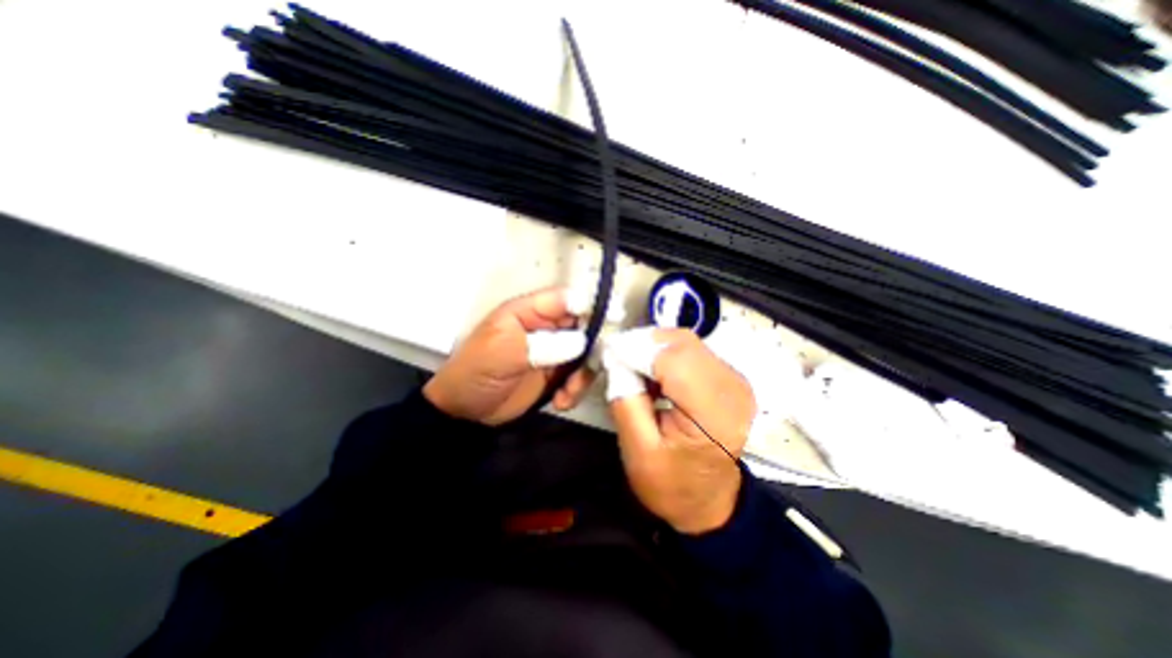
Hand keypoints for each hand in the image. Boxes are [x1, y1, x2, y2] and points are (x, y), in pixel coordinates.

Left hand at [423, 287, 595, 425]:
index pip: (565, 299)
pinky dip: (576, 389)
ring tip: (568, 392)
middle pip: (584, 326)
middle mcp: (546, 327)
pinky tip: (561, 401)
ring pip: (586, 353)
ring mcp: (554, 351)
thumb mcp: (504, 352)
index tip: (612, 319)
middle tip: (590, 367)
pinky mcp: (556, 373)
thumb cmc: (476, 372)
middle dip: (592, 347)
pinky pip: (579, 376)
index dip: (589, 306)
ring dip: (583, 374)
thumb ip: (543, 344)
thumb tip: (582, 341)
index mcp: (529, 312)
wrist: (466, 412)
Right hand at [604, 330, 760, 535]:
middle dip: (643, 344)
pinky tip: (652, 372)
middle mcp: (733, 388)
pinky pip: (691, 350)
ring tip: (631, 367)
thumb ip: (625, 400)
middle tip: (615, 359)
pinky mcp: (728, 377)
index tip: (607, 353)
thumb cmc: (672, 485)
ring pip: (685, 341)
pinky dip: (665, 353)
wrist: (709, 502)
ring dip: (653, 347)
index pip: (673, 360)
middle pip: (681, 343)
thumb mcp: (638, 451)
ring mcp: (735, 379)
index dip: (637, 350)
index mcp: (714, 414)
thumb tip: (615, 358)